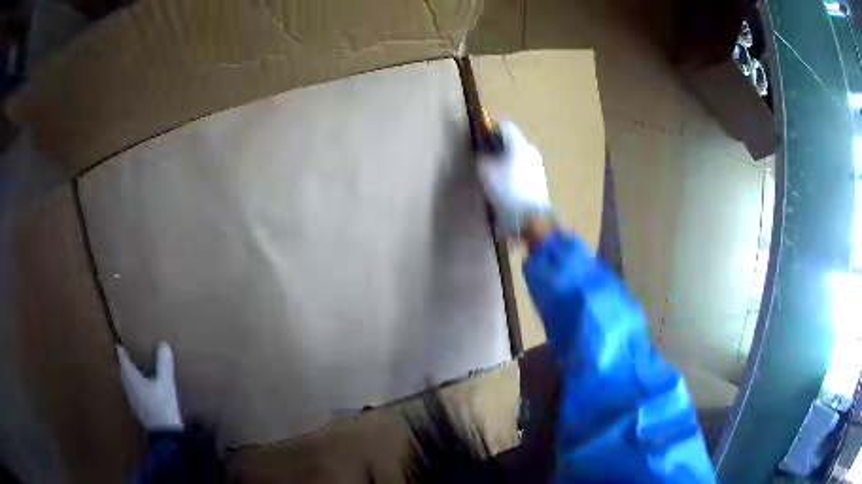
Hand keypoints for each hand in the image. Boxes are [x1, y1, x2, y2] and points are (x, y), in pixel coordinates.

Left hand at [116, 341, 182, 431]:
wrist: (165, 435)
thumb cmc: (162, 406)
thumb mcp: (166, 383)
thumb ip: (164, 364)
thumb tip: (163, 344)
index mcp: (131, 378)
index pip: (123, 361)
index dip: (121, 353)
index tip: (119, 345)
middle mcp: (127, 388)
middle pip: (123, 373)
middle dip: (124, 365)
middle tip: (127, 358)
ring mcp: (131, 401)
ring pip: (126, 384)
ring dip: (129, 377)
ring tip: (135, 373)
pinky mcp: (137, 412)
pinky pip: (132, 394)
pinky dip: (134, 388)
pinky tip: (143, 392)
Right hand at [477, 121, 551, 237]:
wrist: (530, 218)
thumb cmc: (507, 191)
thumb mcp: (486, 173)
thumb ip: (483, 159)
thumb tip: (484, 155)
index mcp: (519, 144)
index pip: (506, 127)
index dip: (492, 128)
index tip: (482, 135)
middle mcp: (531, 151)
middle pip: (513, 142)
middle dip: (499, 147)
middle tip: (486, 156)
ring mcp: (538, 167)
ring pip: (519, 157)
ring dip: (507, 161)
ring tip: (494, 173)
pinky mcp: (540, 182)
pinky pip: (524, 171)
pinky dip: (514, 173)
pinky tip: (506, 185)